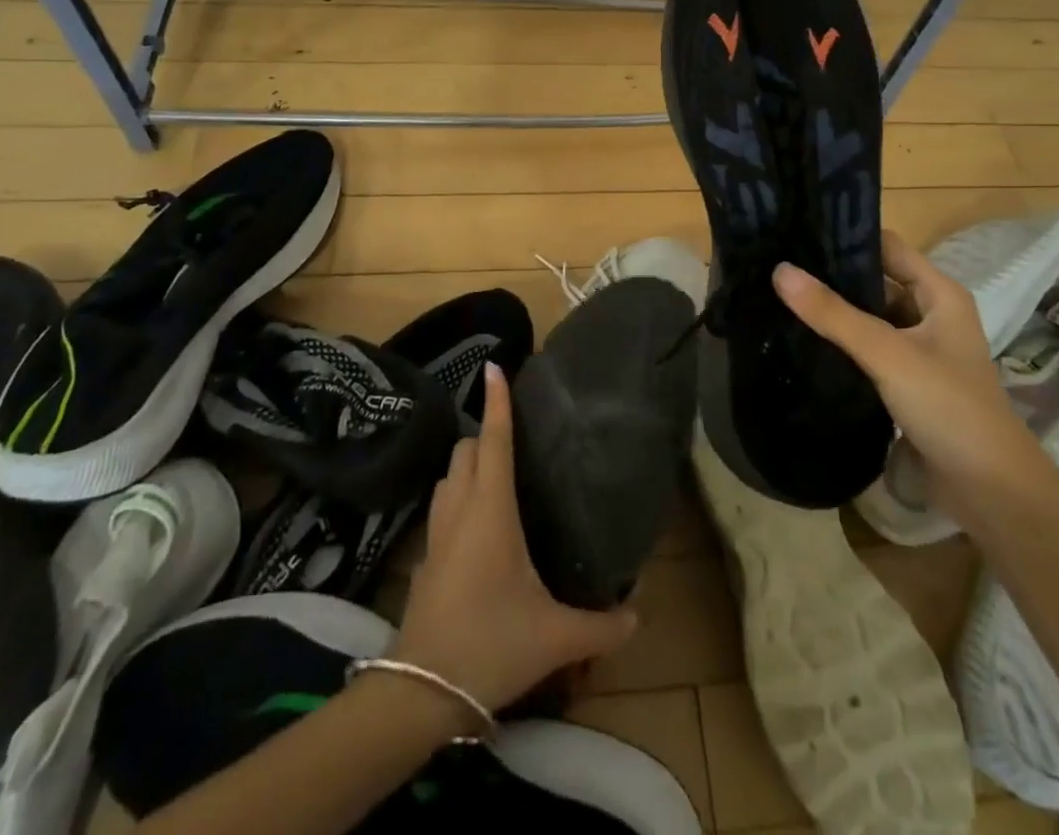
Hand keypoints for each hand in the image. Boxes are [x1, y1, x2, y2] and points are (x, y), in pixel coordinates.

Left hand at [391, 363, 636, 712]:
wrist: (420, 692)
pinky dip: (457, 496)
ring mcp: (436, 533)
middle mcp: (461, 509)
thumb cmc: (490, 644)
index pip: (494, 441)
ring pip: (448, 477)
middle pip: (465, 450)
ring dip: (466, 464)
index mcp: (491, 509)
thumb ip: (601, 625)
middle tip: (512, 434)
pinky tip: (475, 523)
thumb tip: (638, 615)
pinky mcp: (424, 559)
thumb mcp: (555, 636)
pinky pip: (441, 508)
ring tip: (494, 471)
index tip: (494, 367)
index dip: (496, 402)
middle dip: (483, 432)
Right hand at [773, 230, 1040, 497]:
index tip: (798, 232)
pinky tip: (801, 340)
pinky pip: (867, 350)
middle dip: (832, 276)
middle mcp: (930, 315)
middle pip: (876, 282)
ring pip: (869, 318)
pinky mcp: (905, 382)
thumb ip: (834, 314)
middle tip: (777, 265)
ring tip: (779, 297)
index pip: (888, 248)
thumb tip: (780, 270)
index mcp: (939, 295)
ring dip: (834, 312)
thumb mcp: (888, 354)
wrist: (990, 493)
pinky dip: (840, 344)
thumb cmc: (949, 407)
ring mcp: (918, 351)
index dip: (848, 237)